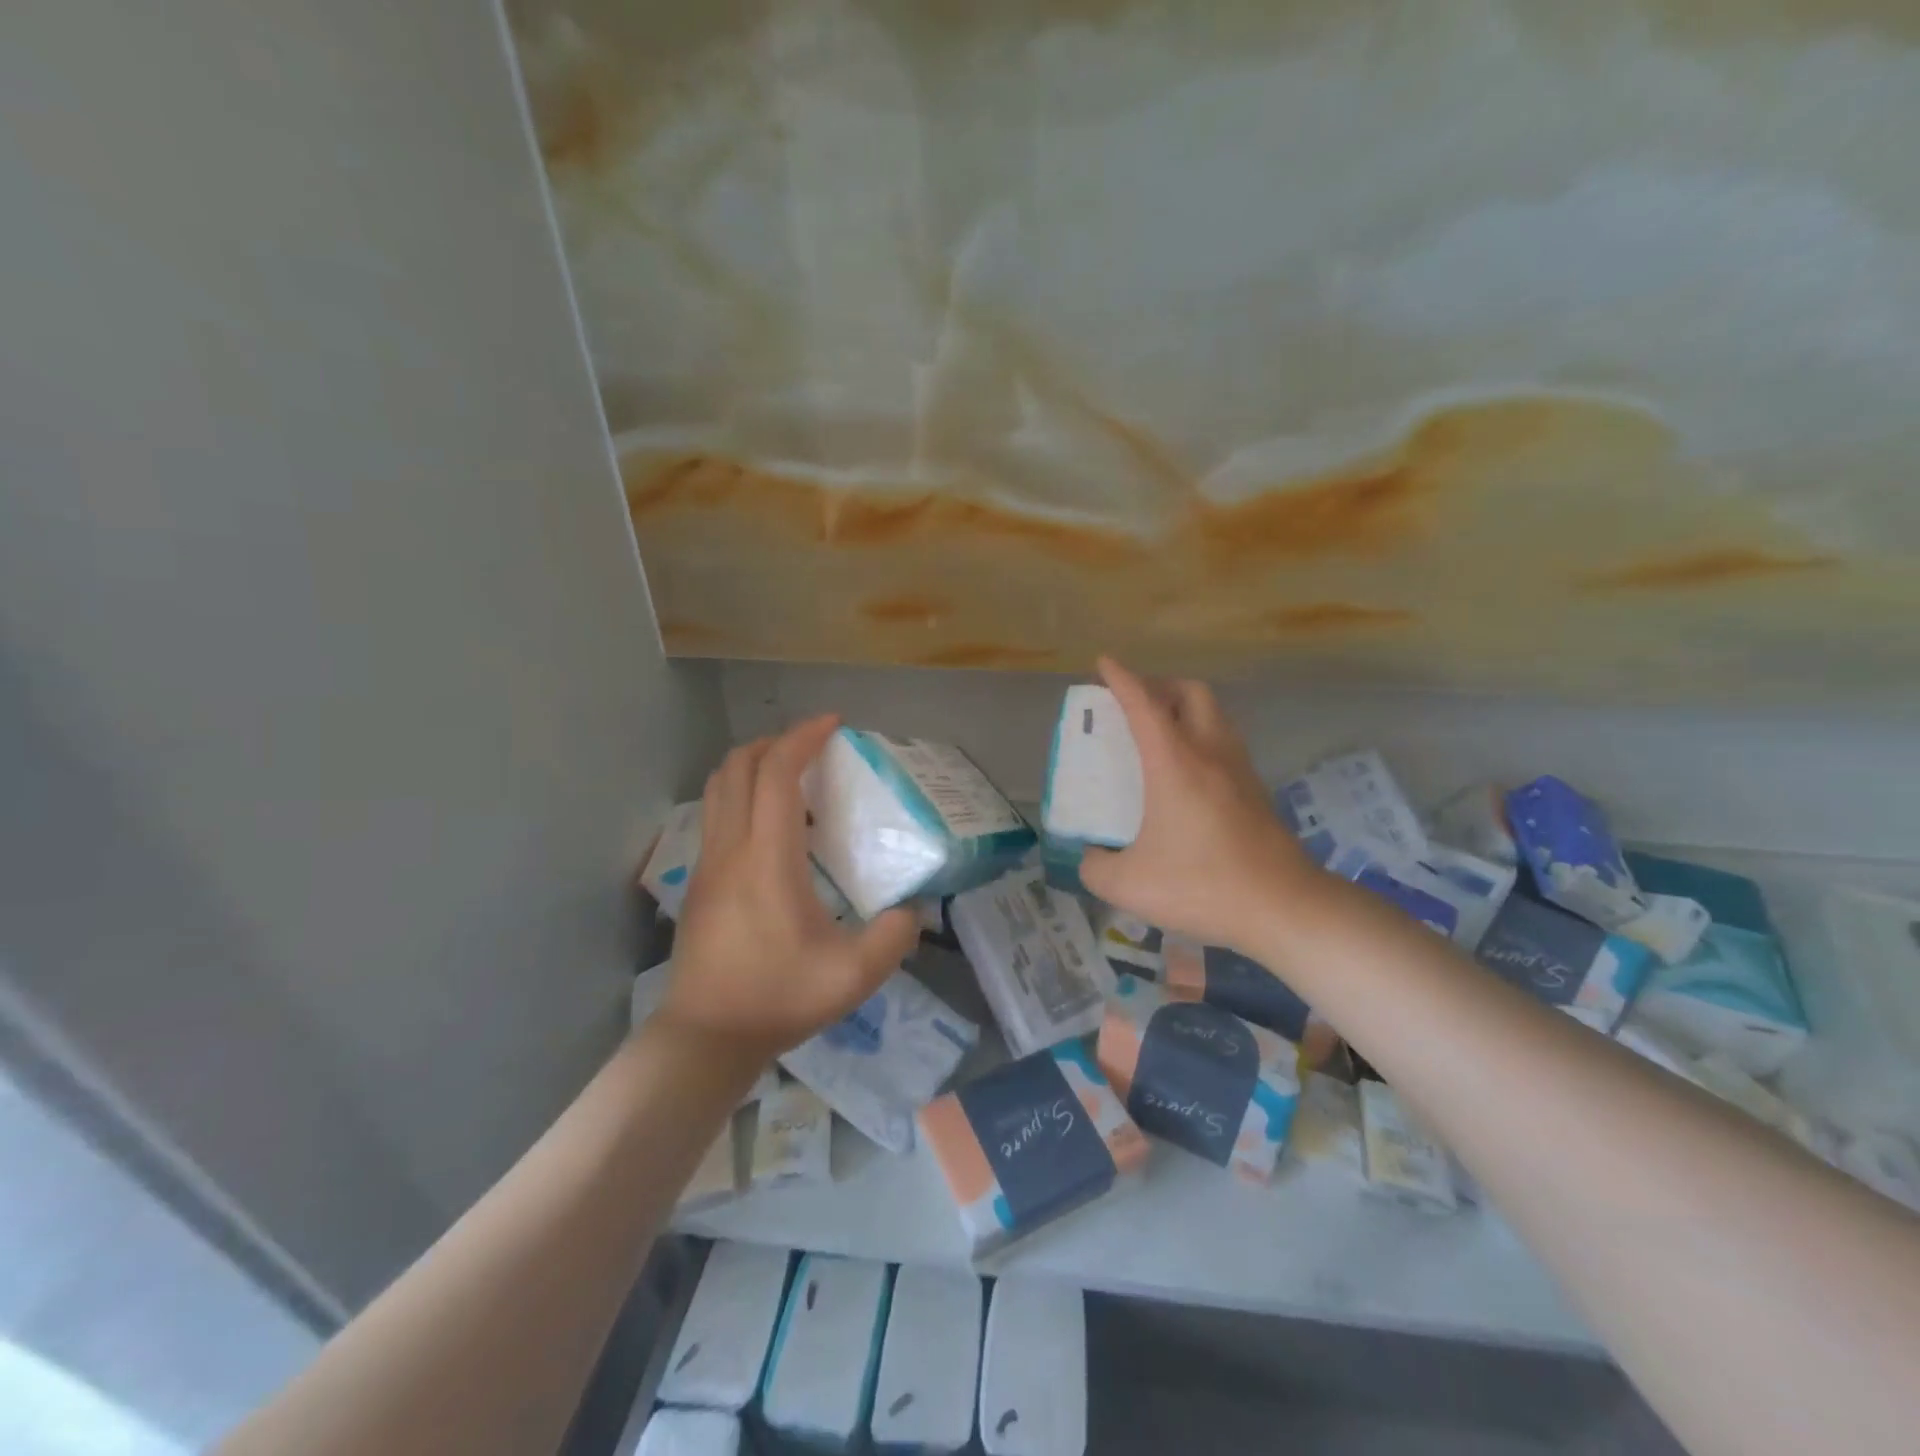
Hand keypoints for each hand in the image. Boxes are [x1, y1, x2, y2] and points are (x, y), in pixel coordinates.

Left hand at [664, 716, 919, 1059]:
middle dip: (774, 742)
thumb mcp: (854, 975)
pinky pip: (716, 815)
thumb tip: (911, 911)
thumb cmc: (778, 999)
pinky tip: (773, 829)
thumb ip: (894, 937)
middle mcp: (730, 848)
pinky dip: (741, 796)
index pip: (777, 773)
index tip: (834, 724)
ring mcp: (707, 863)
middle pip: (737, 766)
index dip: (803, 738)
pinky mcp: (698, 881)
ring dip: (752, 766)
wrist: (706, 1037)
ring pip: (718, 788)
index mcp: (767, 858)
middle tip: (812, 746)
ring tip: (792, 777)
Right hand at [1079, 657, 1324, 953]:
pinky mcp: (1257, 791)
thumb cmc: (1201, 886)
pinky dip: (1201, 737)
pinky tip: (1187, 774)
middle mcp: (1210, 753)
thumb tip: (1092, 855)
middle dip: (1159, 685)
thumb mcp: (1128, 885)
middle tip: (1134, 704)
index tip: (1104, 663)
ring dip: (1184, 709)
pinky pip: (1225, 743)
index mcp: (1174, 763)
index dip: (1121, 679)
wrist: (1284, 907)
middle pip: (1190, 692)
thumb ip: (1096, 866)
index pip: (1143, 704)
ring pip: (1214, 714)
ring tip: (1159, 734)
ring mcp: (1240, 770)